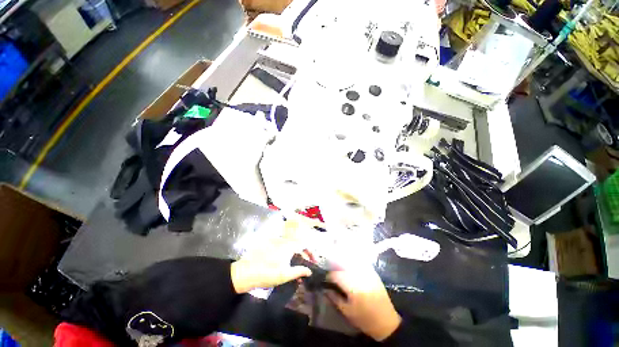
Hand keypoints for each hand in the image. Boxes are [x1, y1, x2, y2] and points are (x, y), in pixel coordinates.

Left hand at [230, 237, 311, 293]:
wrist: (246, 273)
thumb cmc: (267, 273)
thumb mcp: (285, 275)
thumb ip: (299, 271)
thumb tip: (310, 271)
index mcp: (289, 246)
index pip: (304, 245)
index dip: (310, 252)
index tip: (313, 261)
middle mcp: (283, 242)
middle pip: (297, 246)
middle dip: (303, 256)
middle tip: (305, 268)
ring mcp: (276, 244)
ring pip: (290, 248)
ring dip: (295, 257)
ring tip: (296, 270)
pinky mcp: (270, 247)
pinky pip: (283, 249)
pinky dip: (288, 256)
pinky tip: (286, 267)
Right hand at [326, 267, 401, 340]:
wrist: (387, 322)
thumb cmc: (365, 319)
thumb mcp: (347, 312)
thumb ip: (334, 298)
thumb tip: (325, 289)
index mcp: (353, 286)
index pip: (336, 275)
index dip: (328, 276)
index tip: (325, 279)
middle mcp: (360, 275)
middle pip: (342, 265)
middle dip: (335, 268)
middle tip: (330, 274)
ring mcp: (367, 272)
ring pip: (351, 261)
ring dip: (342, 263)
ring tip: (338, 269)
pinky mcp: (372, 272)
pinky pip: (359, 262)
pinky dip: (352, 262)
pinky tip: (349, 267)